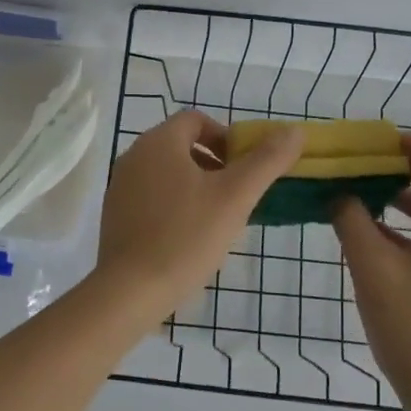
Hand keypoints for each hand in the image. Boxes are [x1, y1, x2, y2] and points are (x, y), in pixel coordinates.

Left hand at [97, 111, 302, 309]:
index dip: (226, 137)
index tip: (245, 167)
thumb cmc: (186, 236)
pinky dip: (174, 204)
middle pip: (182, 145)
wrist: (130, 290)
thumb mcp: (235, 196)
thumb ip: (266, 160)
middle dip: (214, 164)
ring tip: (218, 219)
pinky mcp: (115, 214)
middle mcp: (134, 155)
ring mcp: (120, 185)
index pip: (197, 120)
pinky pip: (151, 196)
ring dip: (196, 185)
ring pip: (167, 172)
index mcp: (159, 142)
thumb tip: (295, 130)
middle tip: (237, 195)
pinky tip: (189, 237)